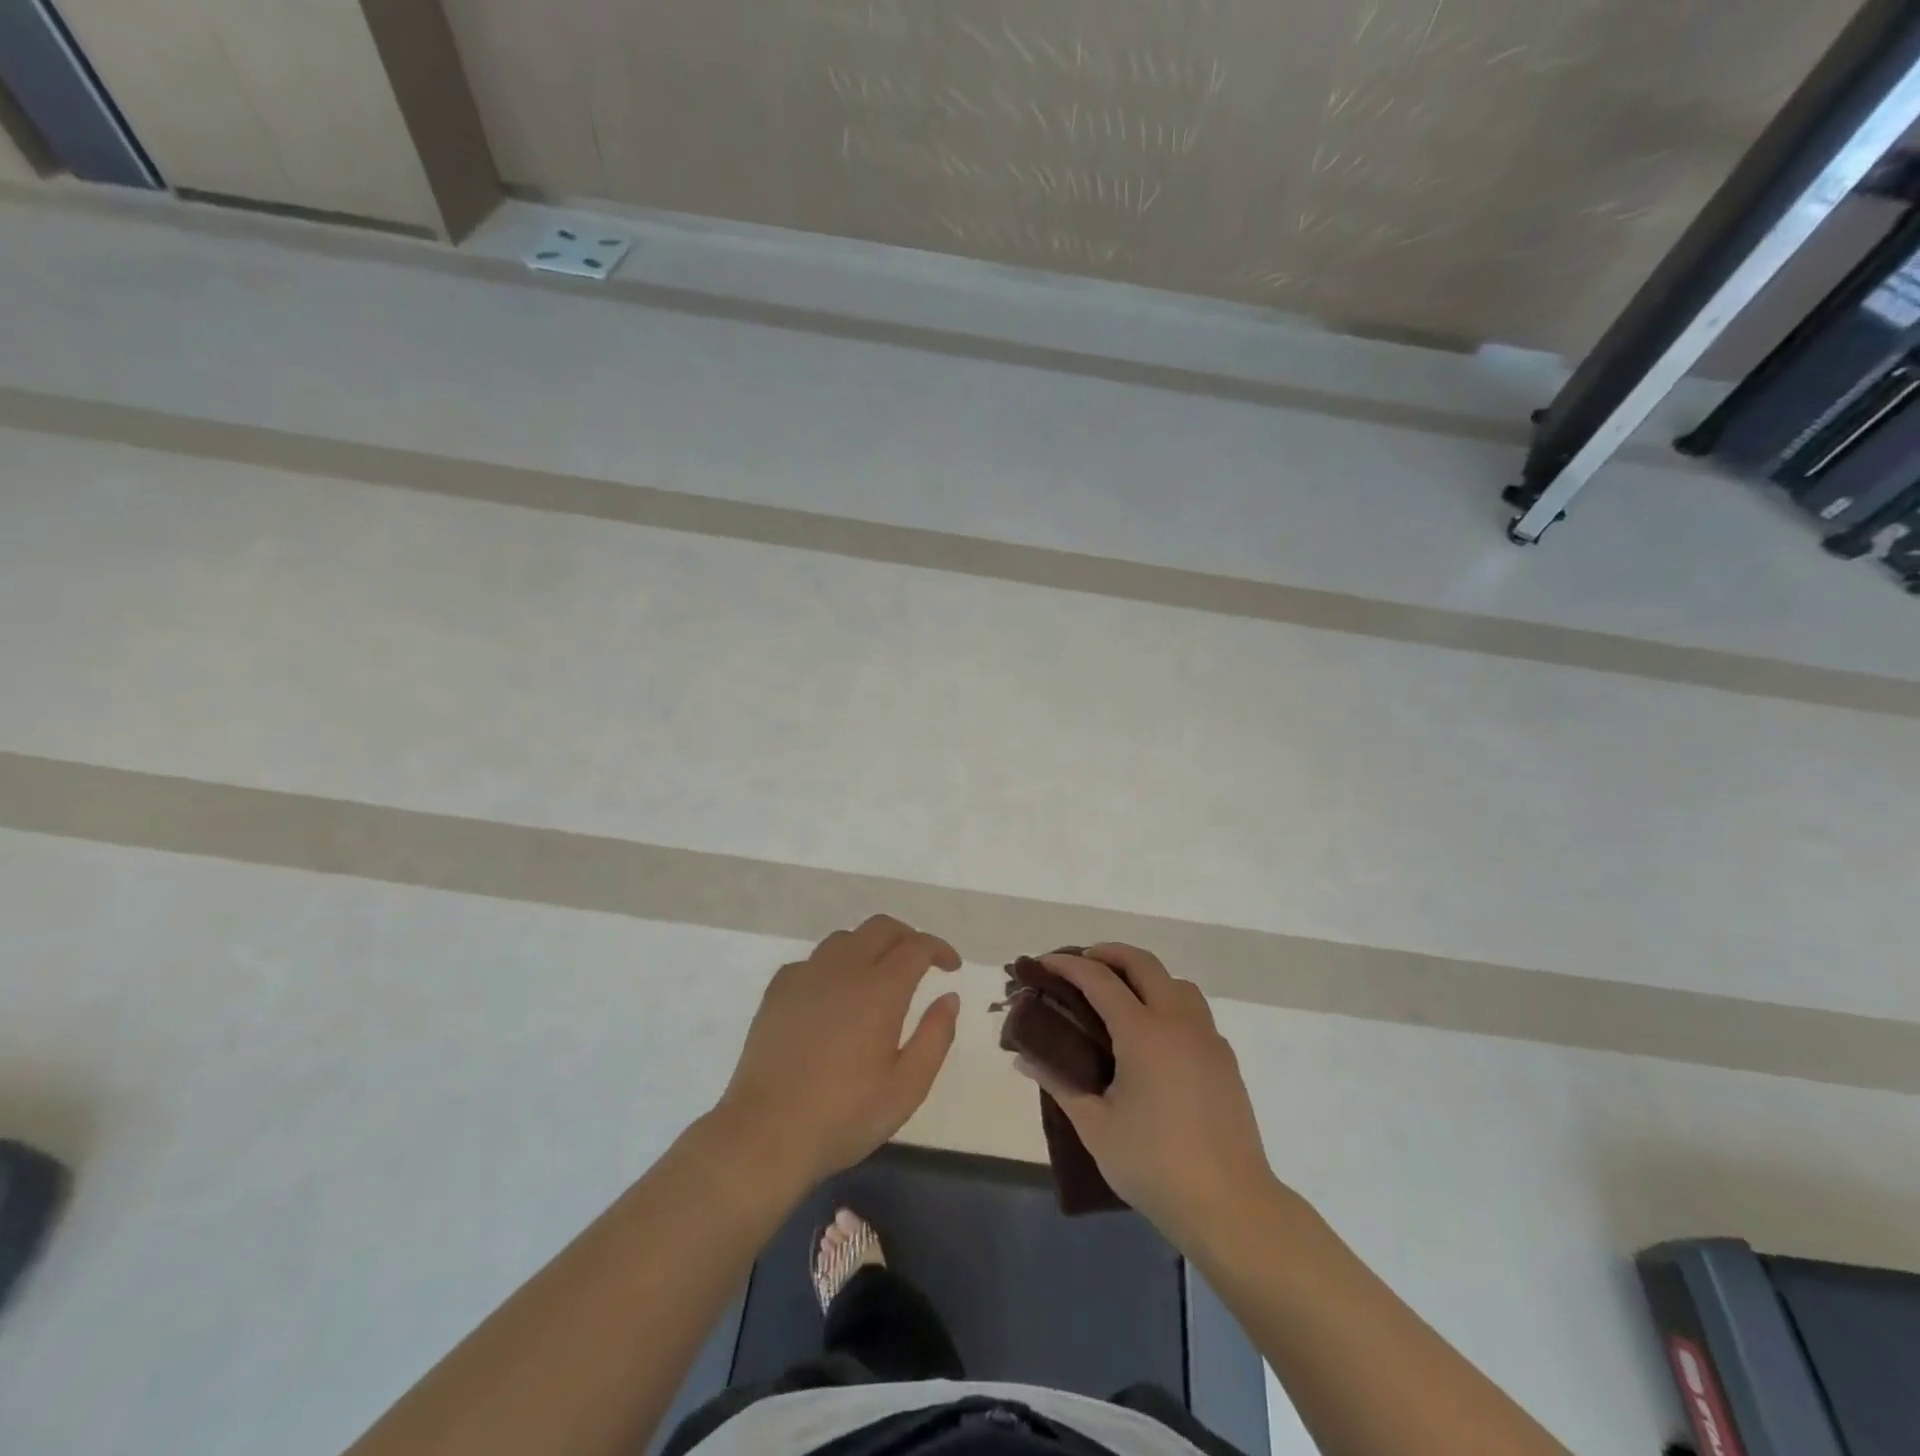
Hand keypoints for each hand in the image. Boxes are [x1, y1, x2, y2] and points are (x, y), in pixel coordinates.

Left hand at [715, 915, 961, 1190]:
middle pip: (881, 928)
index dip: (939, 950)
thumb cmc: (844, 1116)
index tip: (952, 967)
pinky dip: (835, 966)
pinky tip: (834, 996)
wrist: (766, 1133)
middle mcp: (843, 969)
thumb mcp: (907, 1088)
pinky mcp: (778, 989)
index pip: (916, 947)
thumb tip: (949, 997)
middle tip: (921, 962)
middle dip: (907, 937)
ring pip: (845, 938)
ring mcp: (806, 975)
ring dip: (870, 946)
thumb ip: (935, 1037)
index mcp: (880, 989)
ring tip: (878, 976)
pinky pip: (814, 960)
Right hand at [1015, 944, 1276, 1247]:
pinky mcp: (1224, 1059)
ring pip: (1175, 982)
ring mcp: (1207, 1038)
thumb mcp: (1095, 1126)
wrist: (1231, 1206)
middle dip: (1108, 953)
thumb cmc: (1155, 1165)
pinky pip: (1194, 1011)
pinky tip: (1154, 1038)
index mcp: (1143, 1032)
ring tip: (1119, 997)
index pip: (1099, 979)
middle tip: (1081, 965)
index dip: (1068, 965)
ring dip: (1144, 975)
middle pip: (1143, 963)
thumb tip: (1025, 1057)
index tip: (1044, 963)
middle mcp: (1178, 1022)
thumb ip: (1059, 1083)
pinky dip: (1168, 1003)